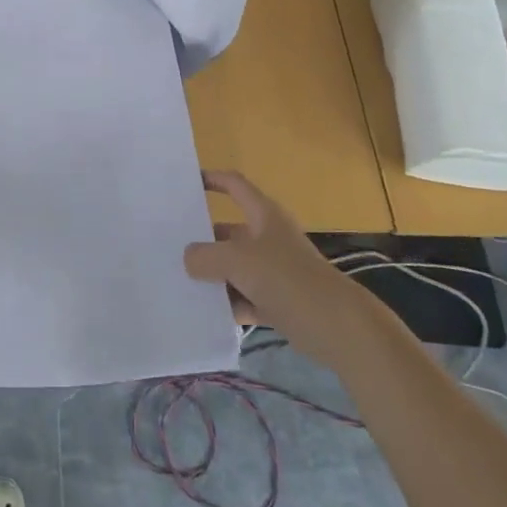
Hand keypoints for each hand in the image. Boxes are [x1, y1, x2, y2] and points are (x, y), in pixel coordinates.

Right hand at [184, 170, 346, 338]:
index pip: (234, 185)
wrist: (338, 327)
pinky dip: (227, 303)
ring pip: (234, 268)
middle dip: (202, 239)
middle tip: (168, 244)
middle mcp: (268, 238)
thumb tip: (188, 259)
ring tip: (177, 280)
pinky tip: (202, 312)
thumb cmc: (287, 278)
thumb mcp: (237, 260)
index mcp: (263, 215)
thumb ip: (205, 256)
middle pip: (228, 232)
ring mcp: (274, 271)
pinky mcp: (277, 301)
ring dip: (212, 275)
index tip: (184, 183)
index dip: (211, 179)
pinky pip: (243, 297)